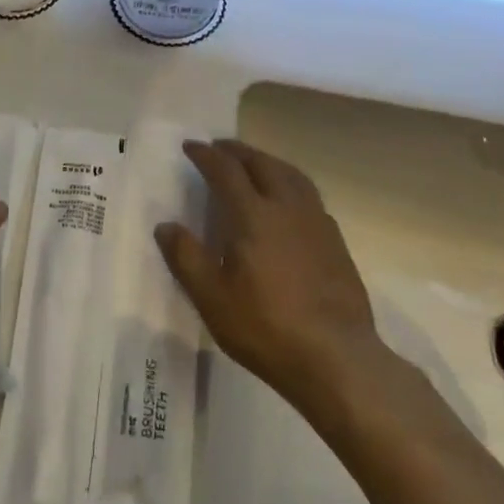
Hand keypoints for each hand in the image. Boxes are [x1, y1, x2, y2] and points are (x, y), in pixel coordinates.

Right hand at [155, 139, 388, 413]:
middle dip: (238, 151)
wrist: (336, 358)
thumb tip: (166, 226)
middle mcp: (287, 208)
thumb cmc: (266, 328)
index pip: (226, 172)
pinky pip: (309, 195)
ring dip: (268, 161)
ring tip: (254, 162)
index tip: (191, 146)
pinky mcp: (335, 241)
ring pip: (292, 175)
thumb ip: (186, 258)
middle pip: (262, 164)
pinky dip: (290, 183)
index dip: (206, 156)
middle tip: (220, 147)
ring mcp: (316, 223)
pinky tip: (287, 201)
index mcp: (254, 216)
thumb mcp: (212, 299)